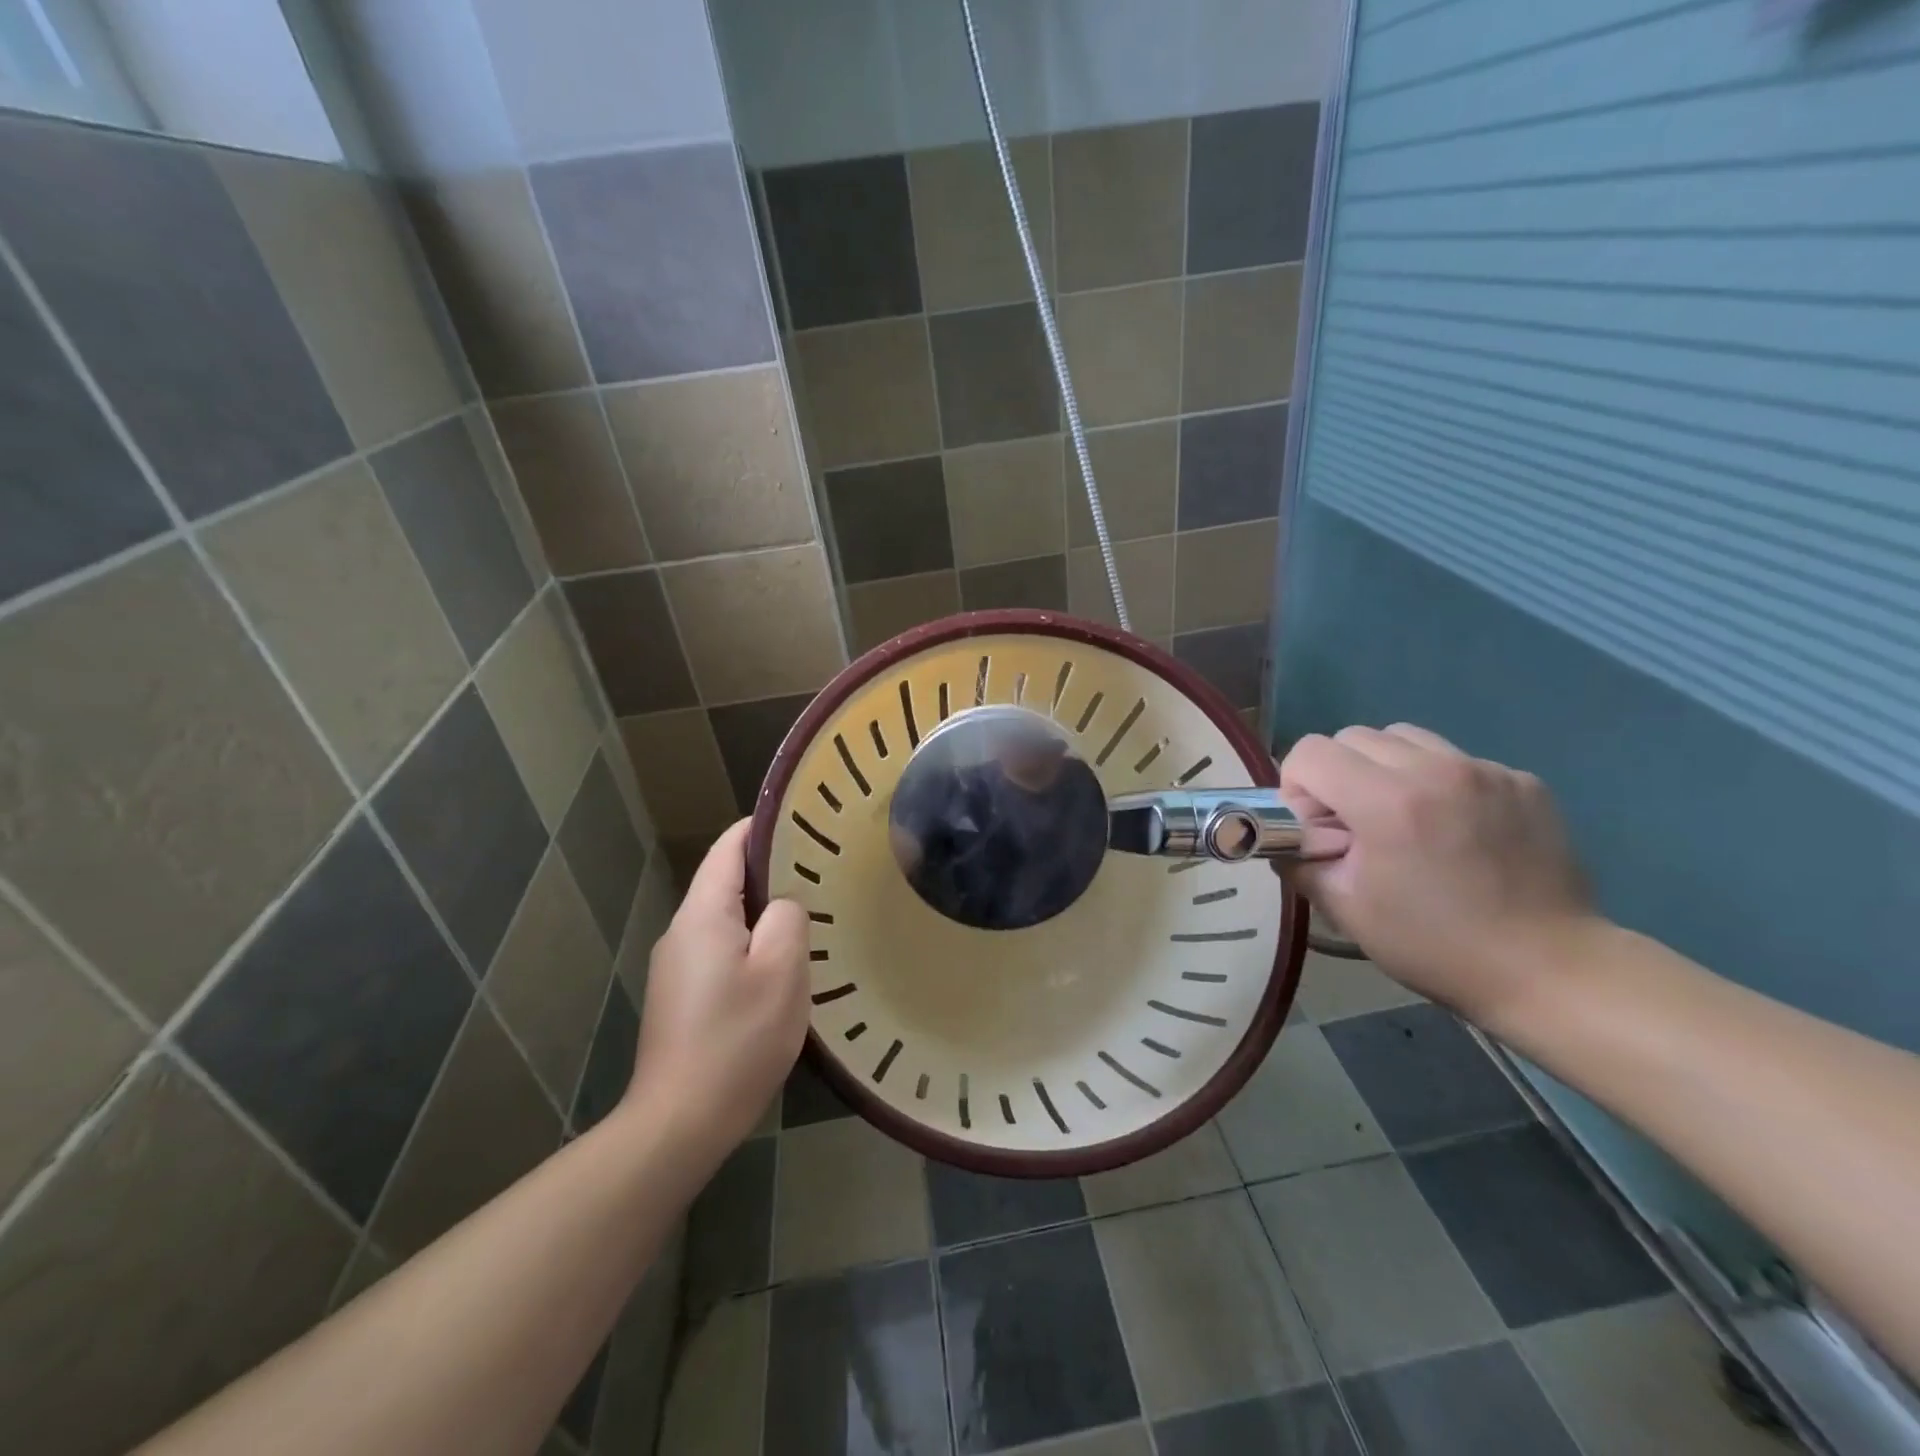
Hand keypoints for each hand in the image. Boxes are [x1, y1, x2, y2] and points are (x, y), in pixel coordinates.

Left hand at [627, 820, 809, 1150]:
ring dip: (763, 911)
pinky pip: (720, 949)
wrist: (679, 1122)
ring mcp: (676, 965)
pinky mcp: (680, 995)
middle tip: (822, 870)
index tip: (805, 820)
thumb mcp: (781, 972)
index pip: (729, 847)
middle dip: (771, 870)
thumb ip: (787, 919)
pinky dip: (751, 943)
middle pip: (726, 881)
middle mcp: (681, 931)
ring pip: (726, 918)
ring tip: (811, 914)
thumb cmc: (737, 1040)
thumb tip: (783, 905)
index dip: (764, 827)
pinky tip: (781, 965)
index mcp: (703, 914)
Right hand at [1279, 725, 1599, 1027]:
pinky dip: (1438, 782)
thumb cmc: (1436, 945)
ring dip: (1385, 769)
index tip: (1315, 826)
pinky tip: (1454, 829)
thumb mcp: (1346, 909)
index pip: (1310, 752)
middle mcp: (1436, 769)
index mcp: (1387, 802)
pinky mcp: (1522, 780)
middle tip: (1354, 825)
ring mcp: (1486, 770)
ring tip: (1403, 819)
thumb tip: (1290, 836)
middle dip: (1338, 774)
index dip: (1297, 786)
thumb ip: (1301, 859)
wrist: (1551, 970)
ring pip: (1405, 738)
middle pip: (1353, 737)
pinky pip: (1455, 759)